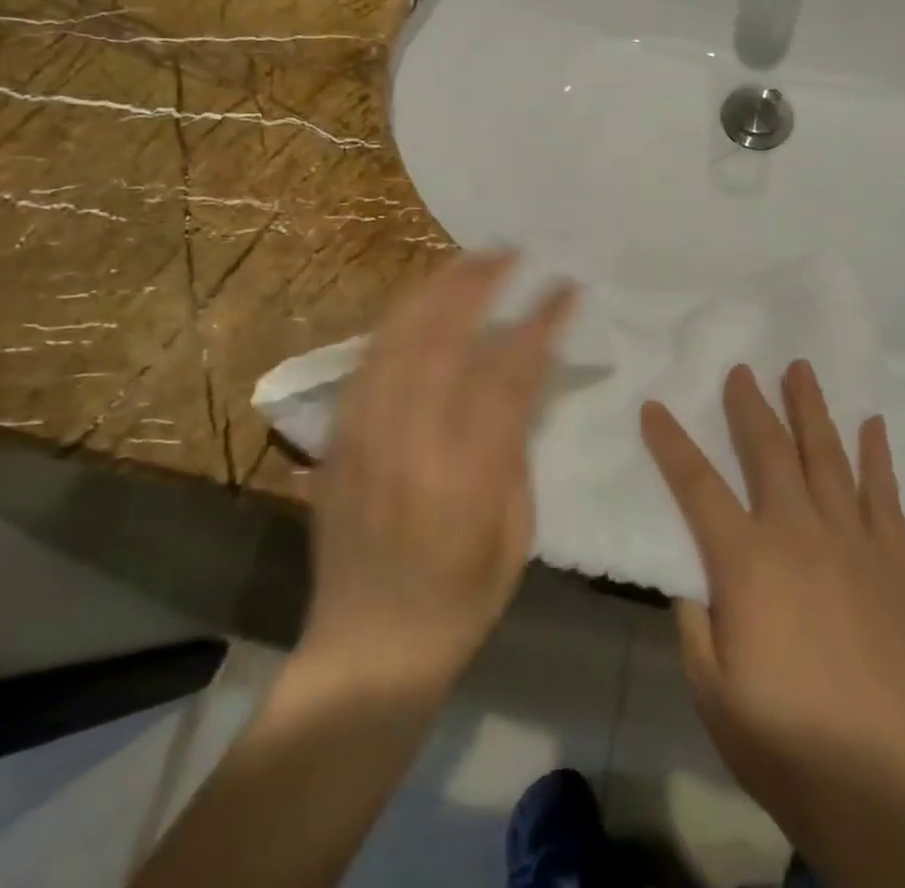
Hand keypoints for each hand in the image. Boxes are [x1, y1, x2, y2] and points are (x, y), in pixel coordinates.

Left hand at [302, 251, 576, 696]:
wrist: (366, 651)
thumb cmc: (459, 600)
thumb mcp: (516, 534)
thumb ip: (515, 450)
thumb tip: (520, 383)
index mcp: (466, 474)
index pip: (510, 372)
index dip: (541, 321)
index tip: (565, 287)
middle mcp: (411, 441)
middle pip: (444, 336)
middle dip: (480, 283)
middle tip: (510, 252)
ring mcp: (365, 435)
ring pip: (399, 338)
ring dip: (437, 289)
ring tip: (468, 260)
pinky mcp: (339, 439)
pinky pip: (368, 360)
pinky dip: (399, 321)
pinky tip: (421, 302)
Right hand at [642, 362, 904, 871]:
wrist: (879, 788)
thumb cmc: (781, 741)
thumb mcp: (710, 688)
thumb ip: (695, 624)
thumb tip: (696, 585)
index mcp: (745, 561)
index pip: (697, 484)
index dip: (671, 442)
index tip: (654, 407)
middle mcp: (797, 534)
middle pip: (769, 450)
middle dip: (750, 404)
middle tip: (741, 369)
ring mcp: (851, 543)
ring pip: (827, 457)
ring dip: (812, 409)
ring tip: (801, 370)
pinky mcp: (894, 564)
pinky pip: (884, 495)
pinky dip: (877, 457)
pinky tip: (872, 425)